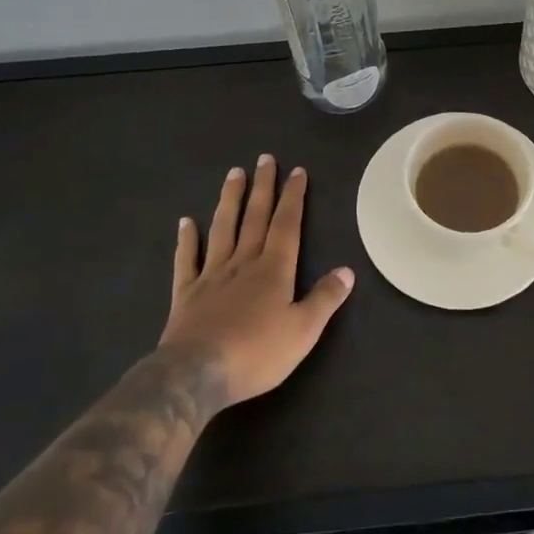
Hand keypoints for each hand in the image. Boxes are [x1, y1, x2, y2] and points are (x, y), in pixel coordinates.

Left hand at [159, 156, 354, 407]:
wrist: (196, 374)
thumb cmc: (256, 353)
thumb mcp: (303, 331)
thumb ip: (325, 299)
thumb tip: (348, 270)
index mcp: (274, 269)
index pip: (286, 224)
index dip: (293, 197)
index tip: (297, 171)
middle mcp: (243, 262)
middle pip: (254, 217)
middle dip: (263, 187)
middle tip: (265, 159)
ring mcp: (212, 275)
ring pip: (223, 228)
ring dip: (230, 200)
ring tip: (233, 173)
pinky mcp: (186, 293)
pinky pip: (187, 259)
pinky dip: (187, 239)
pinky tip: (186, 222)